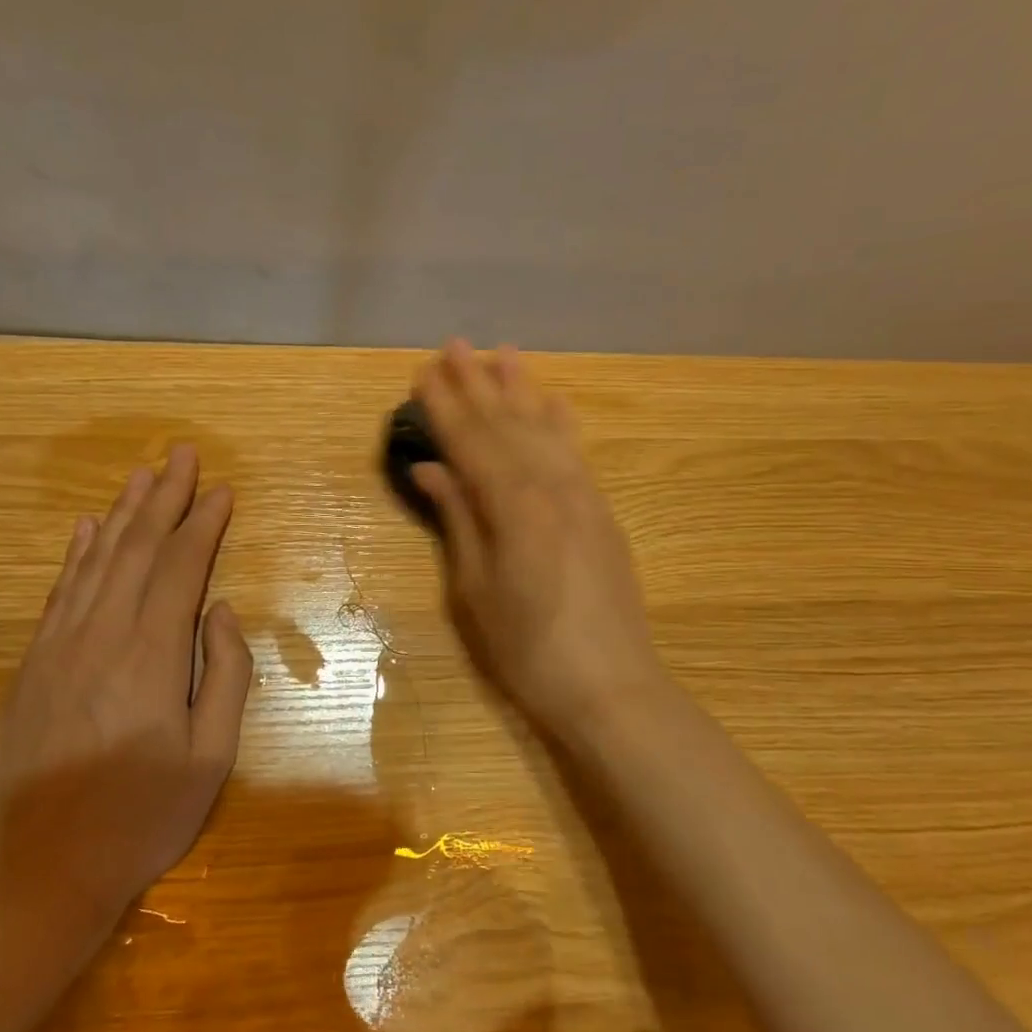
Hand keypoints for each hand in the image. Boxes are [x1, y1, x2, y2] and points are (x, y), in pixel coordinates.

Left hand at [0, 445, 251, 985]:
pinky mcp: (30, 666)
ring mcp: (56, 648)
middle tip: (182, 454)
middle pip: (135, 551)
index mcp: (149, 658)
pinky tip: (86, 530)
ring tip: (143, 476)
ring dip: (121, 515)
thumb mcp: (211, 758)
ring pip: (94, 562)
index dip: (202, 525)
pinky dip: (76, 555)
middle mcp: (99, 637)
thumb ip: (224, 676)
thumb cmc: (144, 819)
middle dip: (163, 499)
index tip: (222, 490)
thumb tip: (221, 611)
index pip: (180, 570)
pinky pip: (58, 593)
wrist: (45, 870)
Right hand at [412, 340, 669, 744]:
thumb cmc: (528, 649)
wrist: (610, 685)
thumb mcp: (476, 590)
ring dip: (521, 390)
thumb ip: (458, 520)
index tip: (421, 373)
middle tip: (453, 345)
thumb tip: (432, 468)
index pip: (470, 442)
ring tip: (503, 353)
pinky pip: (577, 453)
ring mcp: (583, 496)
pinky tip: (554, 402)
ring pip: (545, 429)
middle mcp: (551, 486)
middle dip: (477, 385)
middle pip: (507, 425)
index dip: (444, 407)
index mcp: (513, 505)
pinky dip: (562, 424)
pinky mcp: (602, 513)